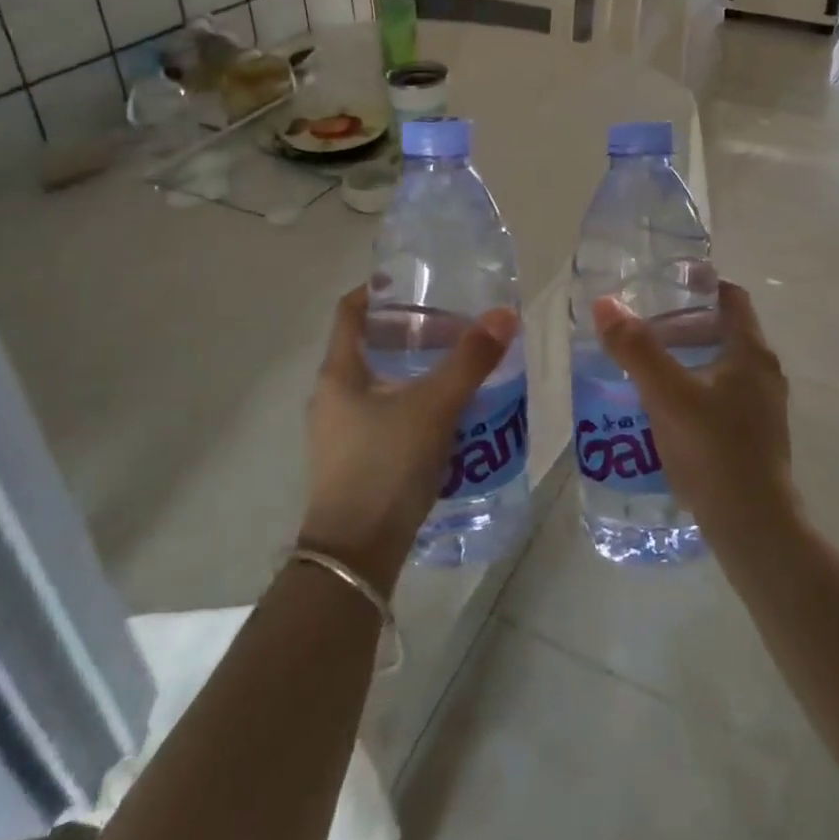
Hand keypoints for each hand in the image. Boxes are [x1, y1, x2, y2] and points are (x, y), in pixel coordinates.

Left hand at [298, 287, 517, 594]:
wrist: (355, 557)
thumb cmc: (386, 466)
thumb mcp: (434, 406)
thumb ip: (470, 360)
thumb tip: (505, 314)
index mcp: (339, 372)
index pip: (351, 310)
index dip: (380, 290)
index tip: (418, 282)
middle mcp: (333, 396)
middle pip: (371, 344)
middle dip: (413, 331)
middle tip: (456, 326)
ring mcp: (341, 431)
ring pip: (382, 381)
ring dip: (417, 368)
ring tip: (460, 366)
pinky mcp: (357, 460)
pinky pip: (387, 413)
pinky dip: (415, 401)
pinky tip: (449, 414)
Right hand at [592, 282, 796, 545]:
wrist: (755, 529)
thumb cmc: (713, 450)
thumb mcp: (667, 394)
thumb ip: (636, 348)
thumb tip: (606, 304)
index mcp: (751, 353)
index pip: (731, 298)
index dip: (700, 285)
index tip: (665, 285)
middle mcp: (764, 374)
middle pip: (724, 331)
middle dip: (683, 325)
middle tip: (643, 330)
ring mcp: (763, 409)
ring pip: (722, 366)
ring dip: (687, 360)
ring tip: (646, 369)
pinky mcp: (755, 438)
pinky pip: (722, 397)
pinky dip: (695, 390)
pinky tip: (664, 411)